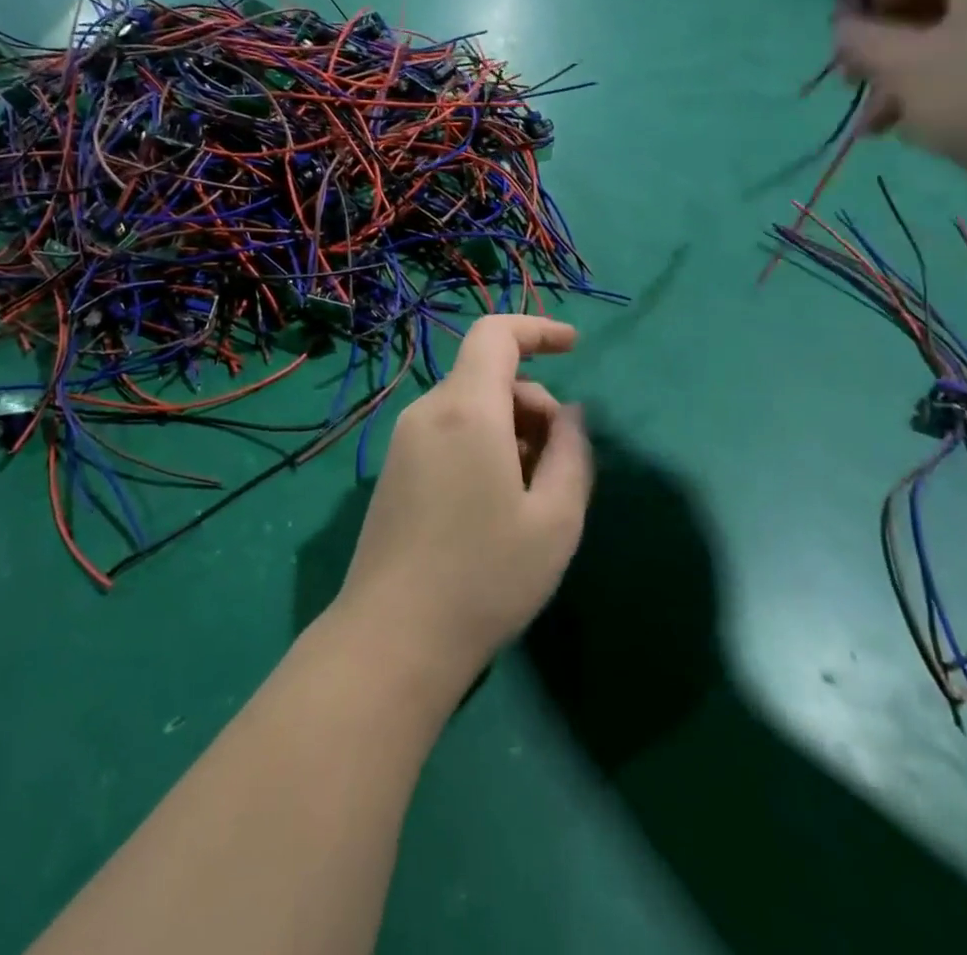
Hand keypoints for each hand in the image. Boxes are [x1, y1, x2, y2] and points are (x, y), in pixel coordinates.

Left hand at [335, 316, 590, 688]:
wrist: (393, 636)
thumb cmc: (485, 576)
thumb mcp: (554, 519)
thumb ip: (571, 452)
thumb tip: (567, 414)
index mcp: (466, 408)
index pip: (495, 334)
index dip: (537, 329)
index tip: (574, 347)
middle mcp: (427, 412)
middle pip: (486, 375)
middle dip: (532, 403)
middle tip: (557, 465)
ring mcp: (403, 441)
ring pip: (468, 407)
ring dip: (509, 429)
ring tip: (528, 495)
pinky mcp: (393, 469)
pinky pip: (447, 432)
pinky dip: (481, 444)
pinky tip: (492, 505)